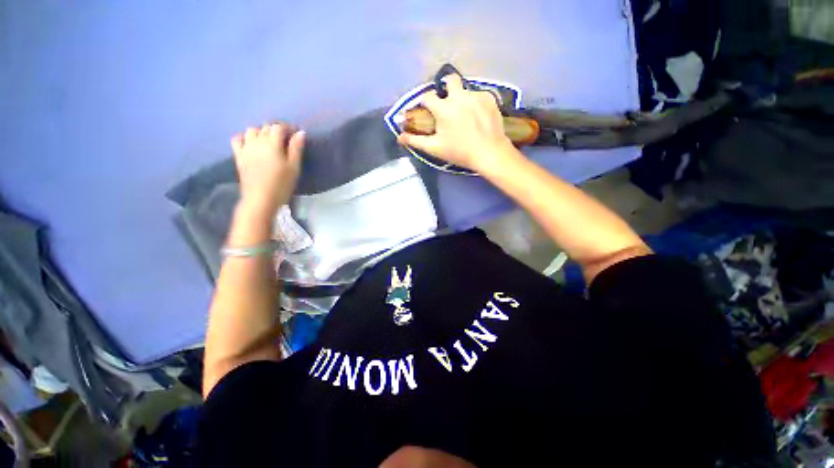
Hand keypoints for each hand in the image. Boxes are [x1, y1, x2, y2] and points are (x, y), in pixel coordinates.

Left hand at [231, 123, 304, 218]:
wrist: (261, 198)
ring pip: (252, 130)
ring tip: (269, 141)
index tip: (295, 133)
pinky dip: (244, 138)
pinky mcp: (239, 156)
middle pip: (265, 127)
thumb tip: (300, 132)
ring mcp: (246, 148)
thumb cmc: (282, 184)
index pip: (279, 127)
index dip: (288, 127)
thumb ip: (296, 149)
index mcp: (272, 143)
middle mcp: (257, 141)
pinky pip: (237, 139)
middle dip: (276, 129)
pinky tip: (250, 144)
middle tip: (285, 138)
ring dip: (261, 132)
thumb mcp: (294, 167)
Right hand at [397, 74, 514, 172]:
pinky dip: (475, 103)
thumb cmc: (460, 152)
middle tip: (448, 102)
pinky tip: (478, 117)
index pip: (427, 97)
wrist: (489, 153)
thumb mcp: (435, 148)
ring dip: (461, 98)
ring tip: (465, 115)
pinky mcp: (489, 98)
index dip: (424, 102)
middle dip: (446, 87)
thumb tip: (399, 137)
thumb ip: (416, 141)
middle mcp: (459, 96)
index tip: (426, 109)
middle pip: (449, 79)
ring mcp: (476, 95)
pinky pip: (478, 95)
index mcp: (444, 108)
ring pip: (465, 90)